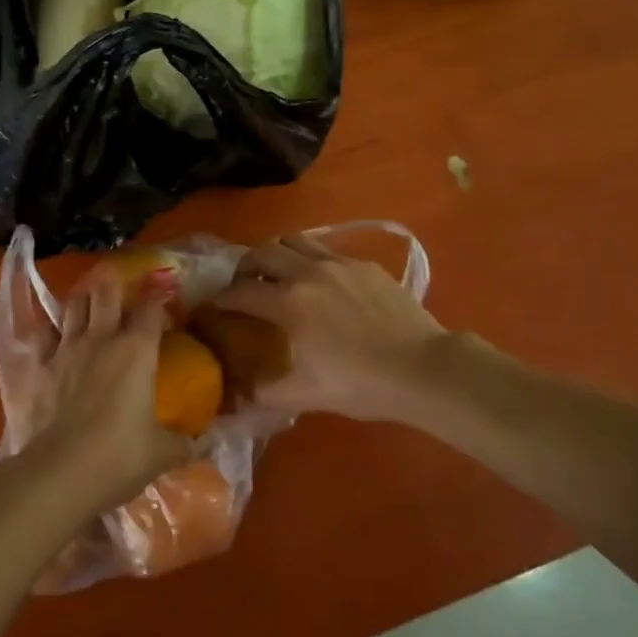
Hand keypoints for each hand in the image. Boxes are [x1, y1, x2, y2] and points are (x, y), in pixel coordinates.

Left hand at [36, 273, 191, 514]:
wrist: (60, 473)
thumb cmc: (120, 457)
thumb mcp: (165, 452)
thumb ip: (190, 441)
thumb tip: (212, 440)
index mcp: (137, 349)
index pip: (152, 308)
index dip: (160, 297)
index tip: (166, 296)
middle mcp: (101, 338)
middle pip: (106, 292)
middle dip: (115, 285)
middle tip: (123, 289)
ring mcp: (66, 348)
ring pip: (74, 305)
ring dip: (84, 299)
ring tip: (90, 302)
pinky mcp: (40, 366)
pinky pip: (44, 334)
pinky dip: (51, 329)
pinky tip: (55, 333)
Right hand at [215, 235, 452, 420]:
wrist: (423, 368)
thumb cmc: (361, 384)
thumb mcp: (307, 395)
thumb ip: (267, 392)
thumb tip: (240, 395)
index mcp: (288, 303)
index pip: (240, 292)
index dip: (222, 299)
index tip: (215, 307)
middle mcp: (307, 273)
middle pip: (262, 252)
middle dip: (245, 266)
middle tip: (245, 285)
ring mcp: (338, 263)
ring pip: (294, 240)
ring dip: (277, 253)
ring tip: (279, 273)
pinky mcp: (364, 264)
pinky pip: (326, 251)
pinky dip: (311, 260)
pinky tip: (322, 282)